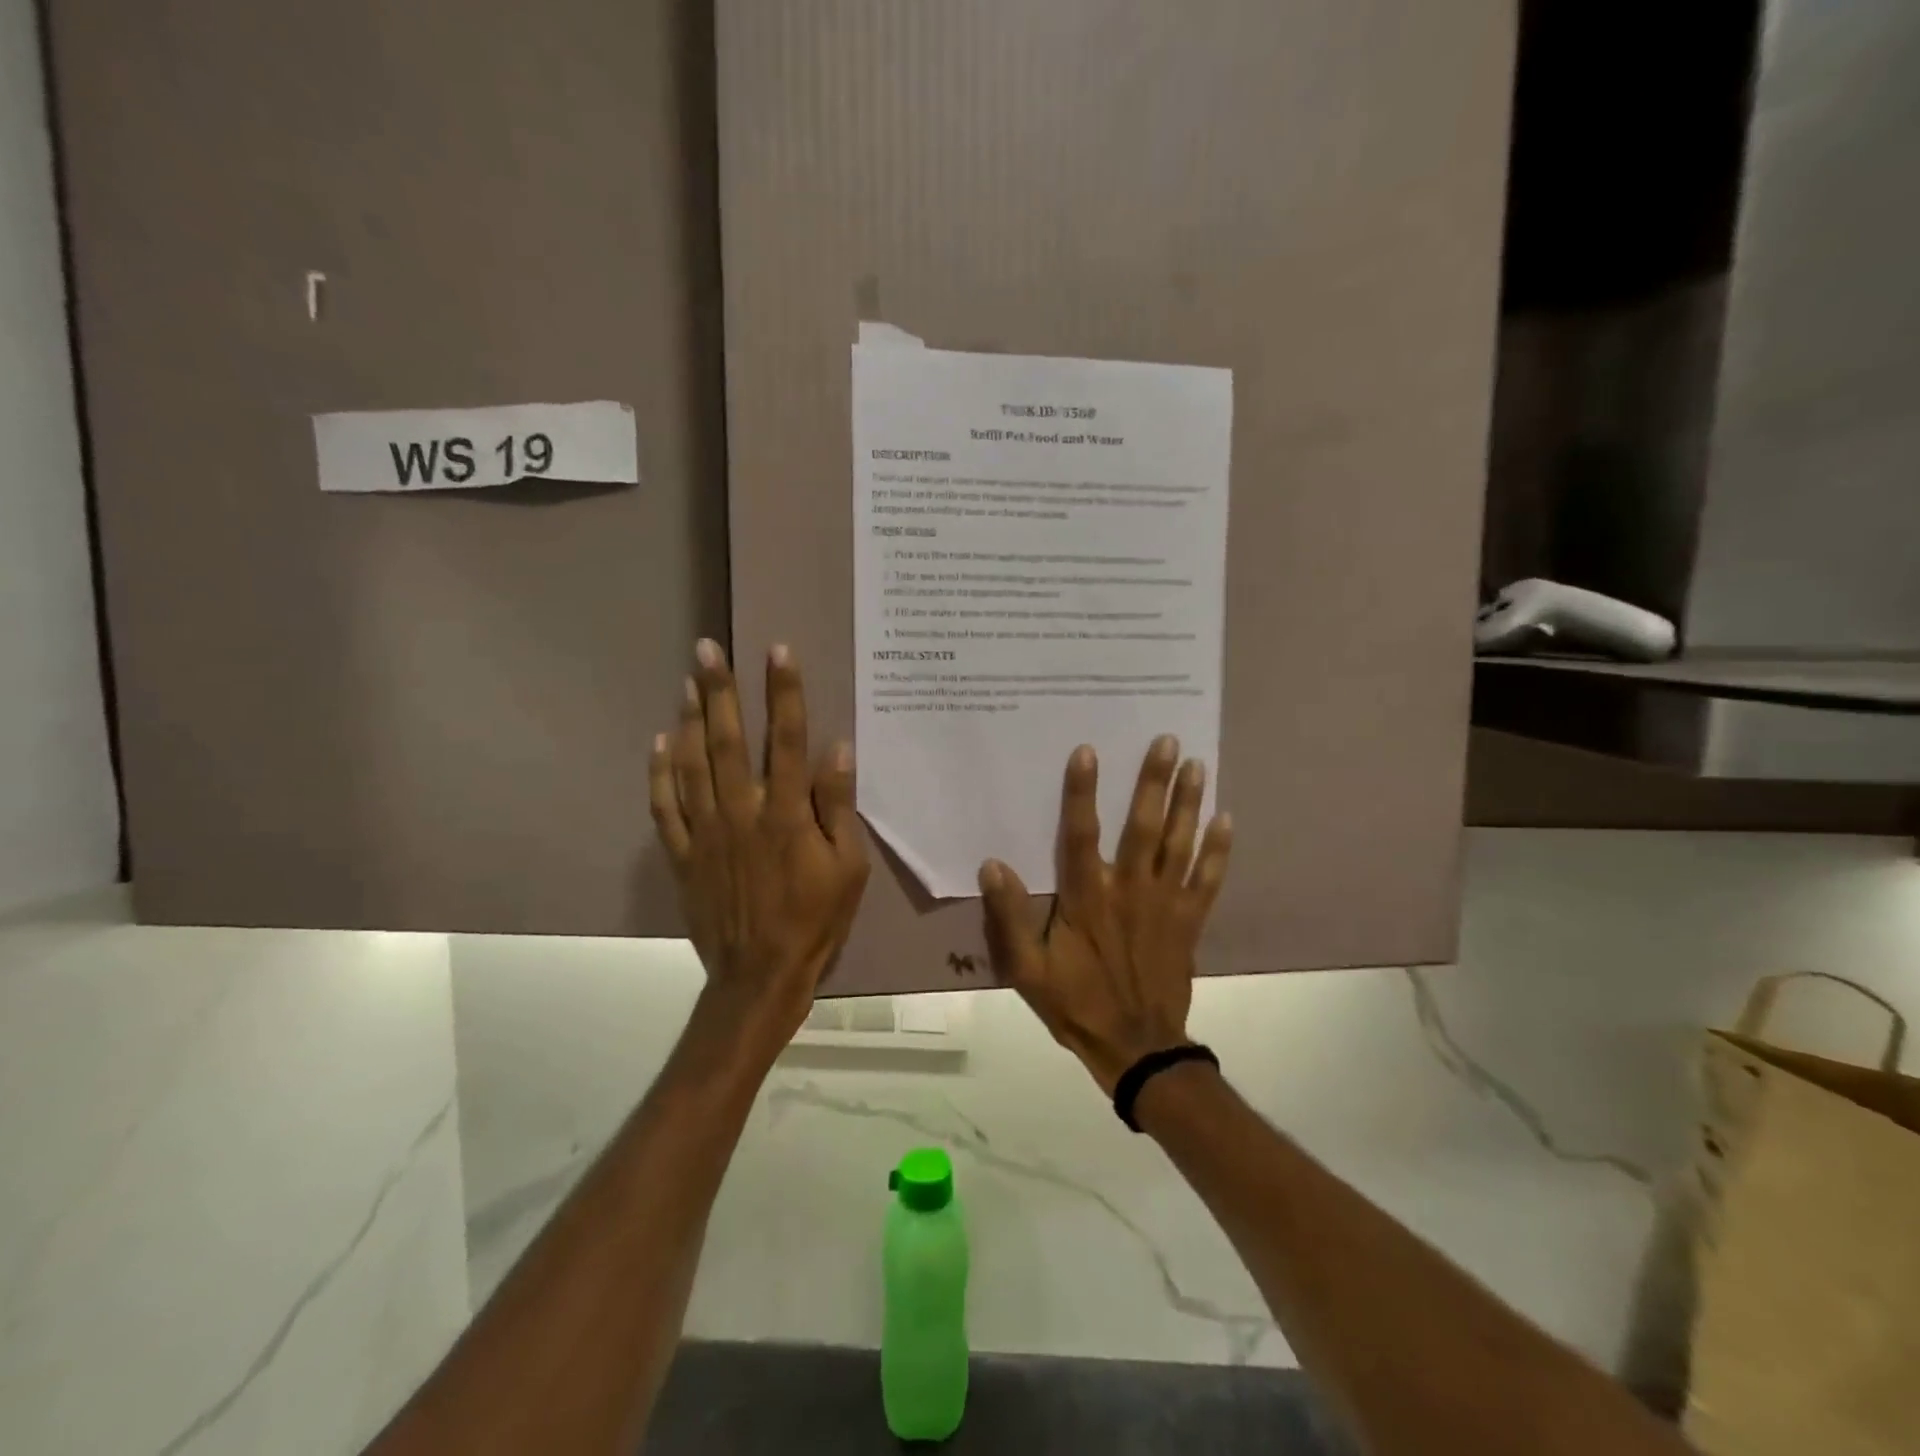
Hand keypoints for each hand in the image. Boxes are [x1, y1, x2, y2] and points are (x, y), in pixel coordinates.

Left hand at [649, 640, 869, 1046]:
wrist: (759, 976)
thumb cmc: (815, 921)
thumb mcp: (848, 869)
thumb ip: (839, 807)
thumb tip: (837, 749)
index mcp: (787, 815)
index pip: (788, 740)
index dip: (784, 692)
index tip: (777, 651)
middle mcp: (742, 812)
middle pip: (729, 741)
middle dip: (720, 690)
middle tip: (707, 648)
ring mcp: (705, 833)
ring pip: (692, 765)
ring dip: (690, 719)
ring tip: (687, 681)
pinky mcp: (682, 855)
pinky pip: (664, 807)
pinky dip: (658, 773)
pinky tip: (659, 742)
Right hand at [977, 737, 1231, 1093]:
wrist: (1136, 1048)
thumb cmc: (1076, 1003)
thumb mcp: (1027, 969)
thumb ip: (1009, 917)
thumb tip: (993, 864)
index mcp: (1087, 898)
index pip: (1081, 834)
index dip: (1082, 792)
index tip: (1088, 751)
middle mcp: (1129, 890)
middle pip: (1144, 827)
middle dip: (1154, 781)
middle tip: (1168, 741)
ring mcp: (1165, 904)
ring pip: (1180, 844)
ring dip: (1189, 803)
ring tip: (1198, 764)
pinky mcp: (1189, 921)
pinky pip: (1208, 880)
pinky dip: (1219, 850)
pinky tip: (1227, 819)